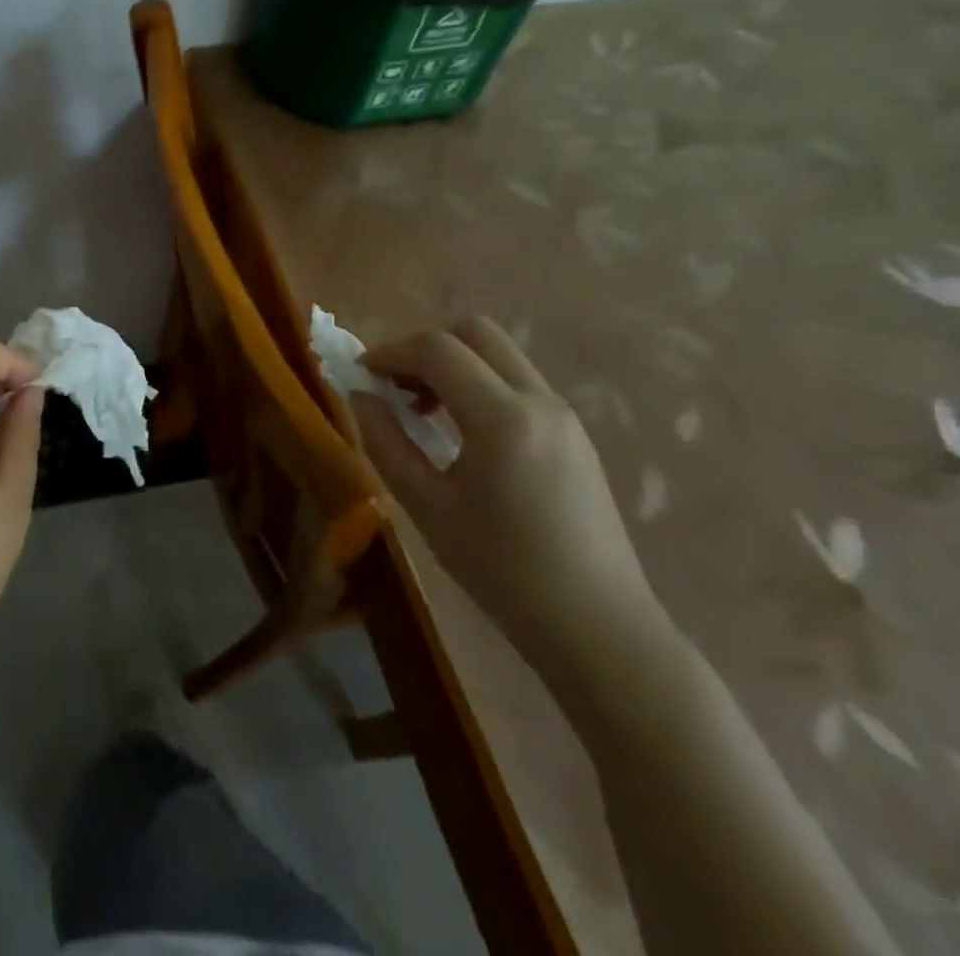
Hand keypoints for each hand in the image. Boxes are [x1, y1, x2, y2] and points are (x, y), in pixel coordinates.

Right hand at [351, 316, 663, 685]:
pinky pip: (516, 381)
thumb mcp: (428, 508)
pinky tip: (461, 431)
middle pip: (474, 332)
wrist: (599, 627)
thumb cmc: (503, 572)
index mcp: (503, 419)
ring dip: (453, 364)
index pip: (437, 350)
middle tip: (396, 387)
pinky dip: (479, 383)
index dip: (389, 352)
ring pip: (498, 353)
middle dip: (424, 348)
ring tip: (424, 411)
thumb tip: (360, 395)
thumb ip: (386, 443)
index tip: (360, 374)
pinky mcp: (573, 433)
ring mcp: (563, 414)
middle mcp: (539, 401)